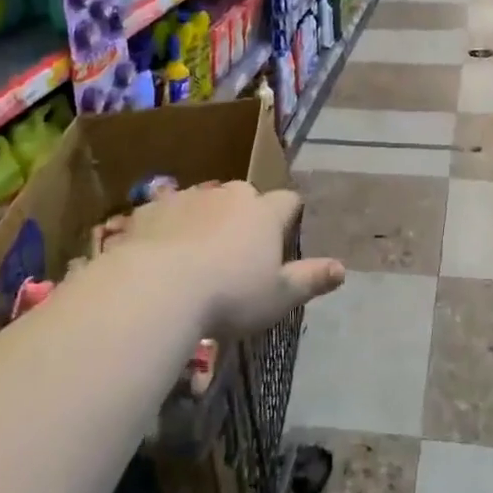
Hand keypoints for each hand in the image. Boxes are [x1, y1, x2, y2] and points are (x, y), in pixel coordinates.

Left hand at [118, 181, 343, 336]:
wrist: (157, 288)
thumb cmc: (229, 296)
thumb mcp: (278, 297)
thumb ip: (310, 280)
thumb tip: (342, 268)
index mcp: (264, 213)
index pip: (287, 201)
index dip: (287, 216)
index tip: (282, 236)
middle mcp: (229, 195)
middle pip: (243, 198)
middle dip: (242, 217)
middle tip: (234, 254)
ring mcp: (187, 197)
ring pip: (204, 203)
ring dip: (204, 220)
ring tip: (193, 257)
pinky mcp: (150, 208)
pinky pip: (165, 212)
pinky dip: (167, 228)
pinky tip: (159, 256)